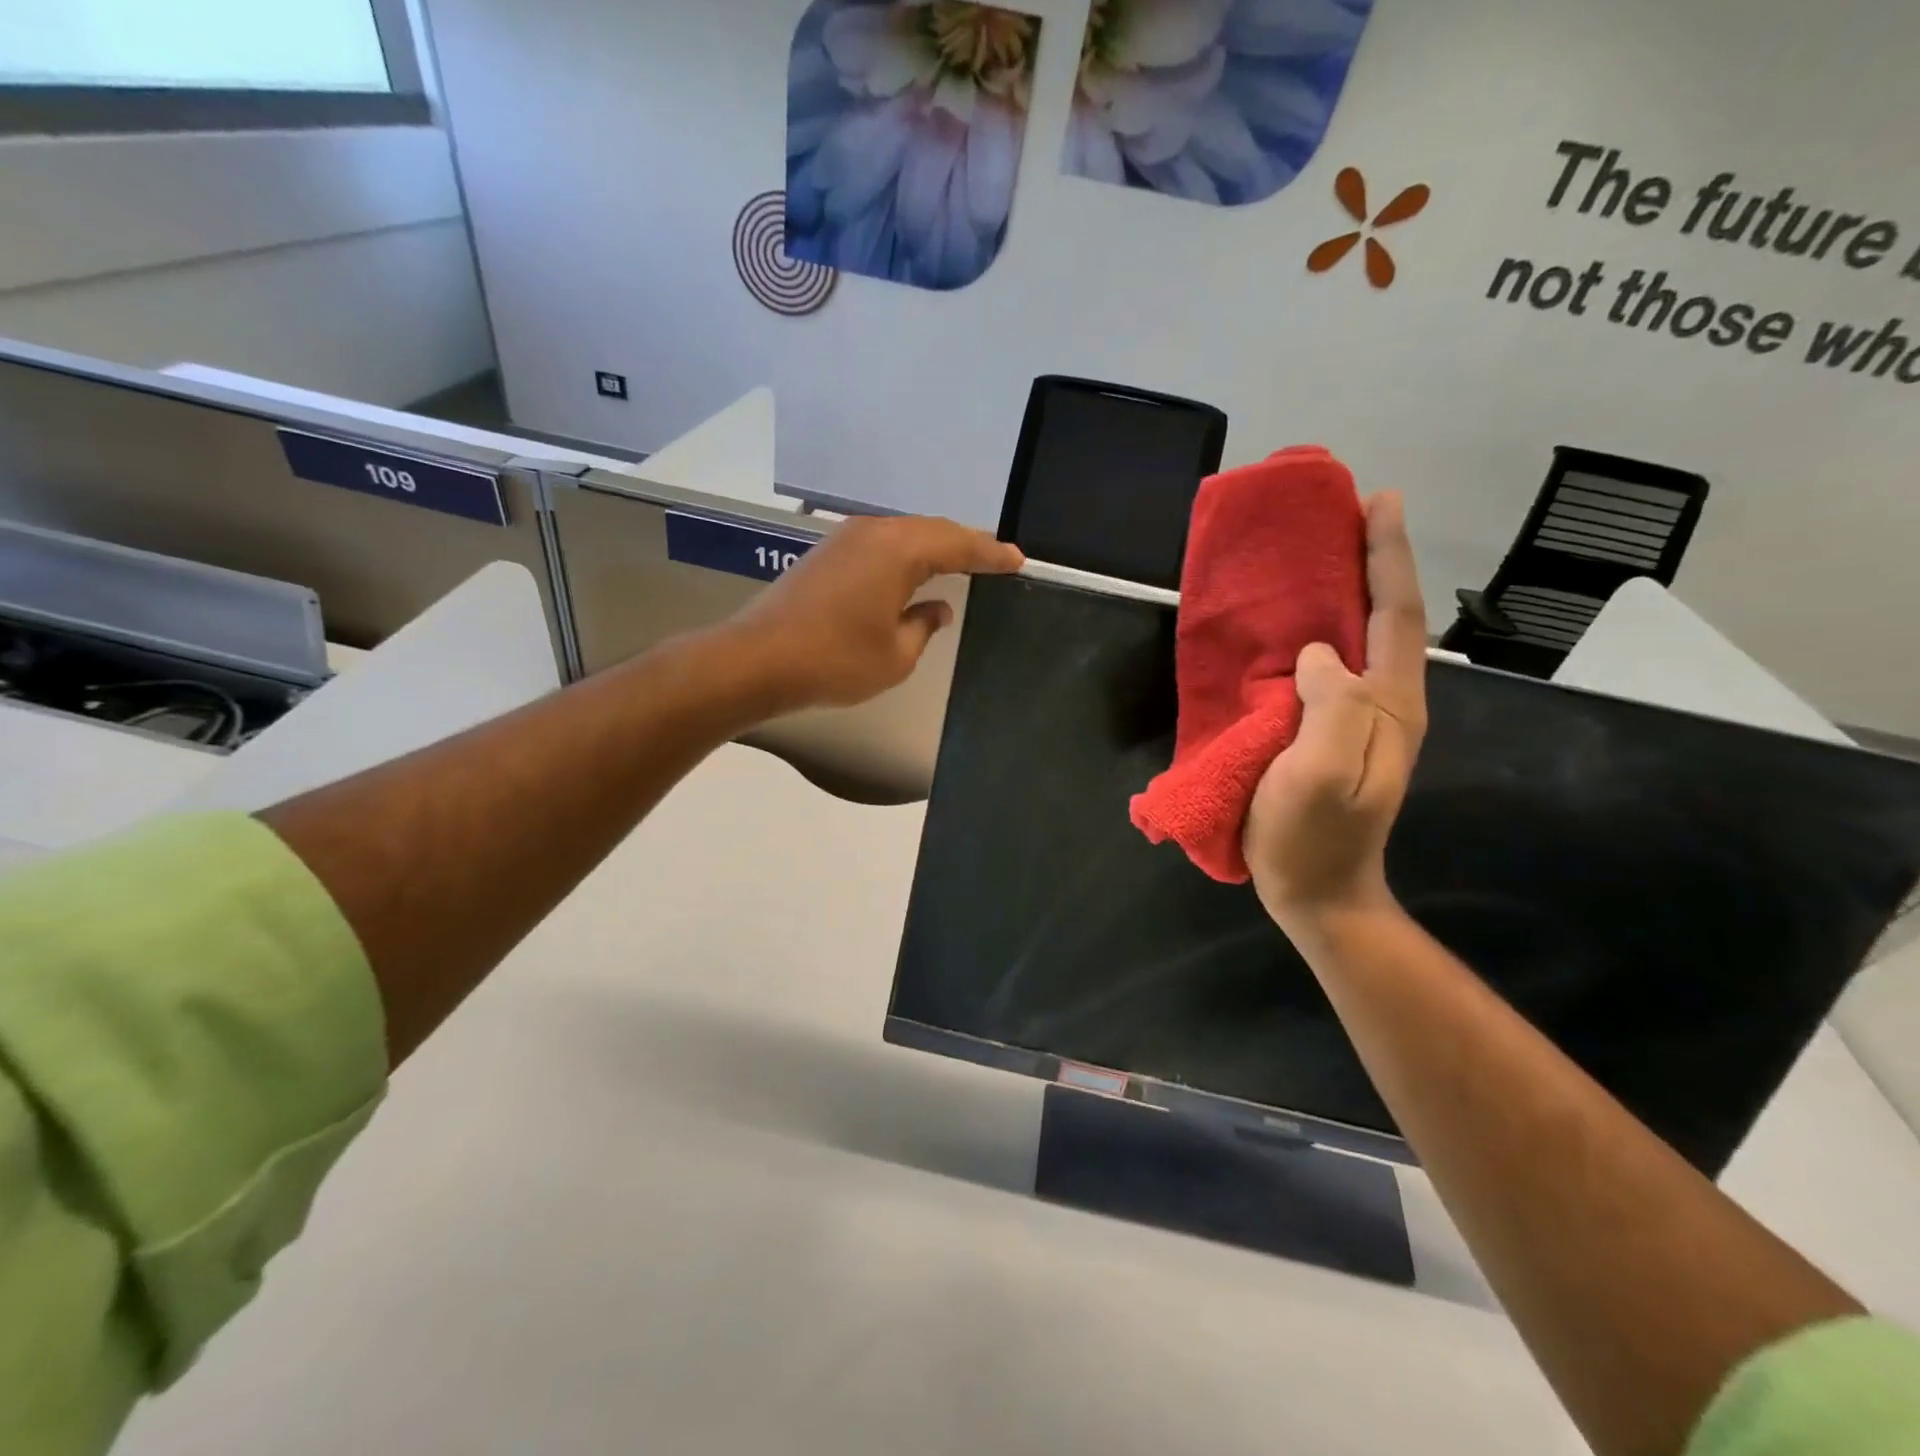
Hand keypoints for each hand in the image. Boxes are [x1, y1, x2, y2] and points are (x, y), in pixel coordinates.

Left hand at [727, 514, 1022, 711]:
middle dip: (965, 545)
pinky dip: (905, 555)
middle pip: (931, 530)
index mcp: (899, 551)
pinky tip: (912, 572)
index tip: (1017, 560)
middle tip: (994, 560)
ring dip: (934, 547)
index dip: (990, 554)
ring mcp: (845, 539)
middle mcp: (874, 533)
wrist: (757, 659)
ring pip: (904, 534)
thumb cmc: (835, 660)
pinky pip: (880, 544)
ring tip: (961, 562)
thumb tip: (937, 608)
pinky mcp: (825, 553)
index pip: (958, 545)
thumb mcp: (896, 655)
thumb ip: (924, 626)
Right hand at [1243, 493, 1428, 935]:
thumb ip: (1333, 709)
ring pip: (1360, 640)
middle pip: (1385, 618)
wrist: (1314, 890)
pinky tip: (1294, 625)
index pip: (1395, 616)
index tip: (1378, 501)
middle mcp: (1385, 702)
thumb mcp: (1324, 775)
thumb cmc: (1312, 836)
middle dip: (1373, 561)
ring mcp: (1360, 720)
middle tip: (1344, 516)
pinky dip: (1319, 632)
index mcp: (1390, 705)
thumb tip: (1318, 656)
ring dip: (1346, 592)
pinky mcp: (1331, 733)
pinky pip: (1330, 668)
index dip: (1387, 557)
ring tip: (1318, 556)